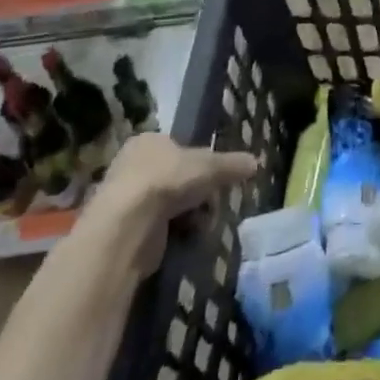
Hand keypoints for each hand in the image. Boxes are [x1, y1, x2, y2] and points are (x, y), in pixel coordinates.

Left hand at [88, 134, 258, 273]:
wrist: (128, 225)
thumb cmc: (168, 180)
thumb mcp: (210, 166)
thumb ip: (233, 164)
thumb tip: (256, 162)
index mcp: (148, 141)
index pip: (180, 148)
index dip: (200, 163)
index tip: (215, 179)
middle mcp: (132, 166)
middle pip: (177, 179)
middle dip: (198, 194)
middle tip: (211, 203)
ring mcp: (125, 199)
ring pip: (170, 205)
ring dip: (189, 215)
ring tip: (200, 223)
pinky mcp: (123, 230)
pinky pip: (158, 228)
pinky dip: (173, 233)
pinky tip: (184, 237)